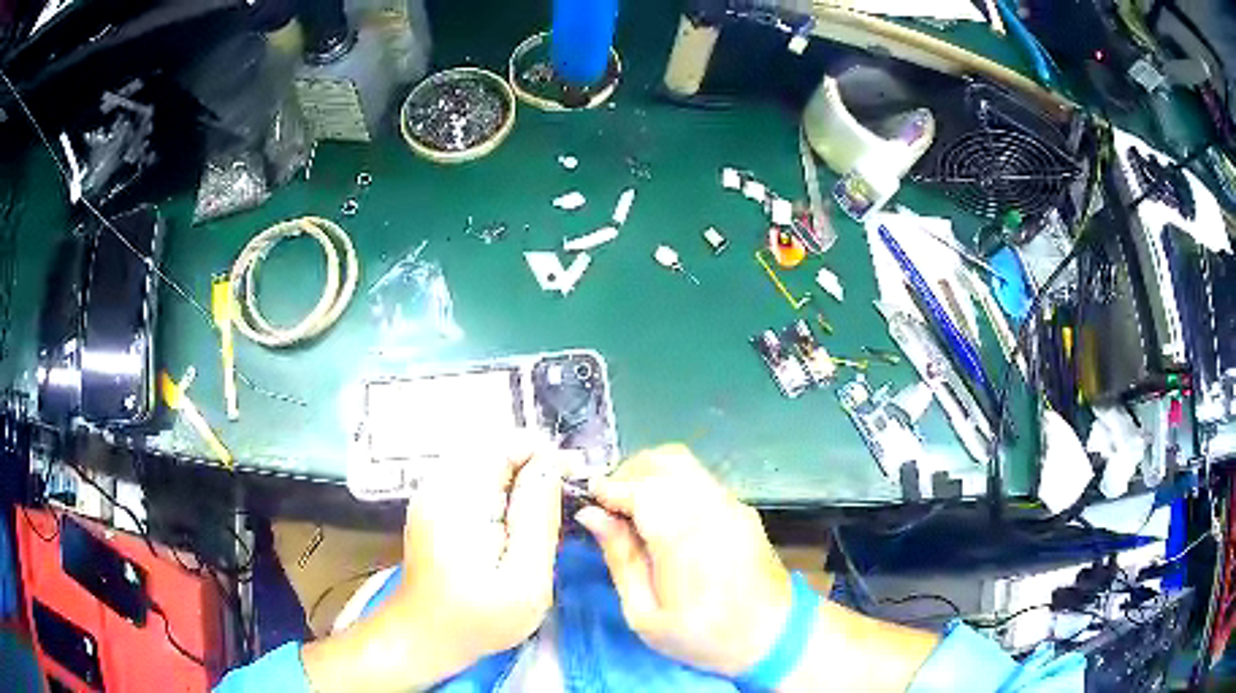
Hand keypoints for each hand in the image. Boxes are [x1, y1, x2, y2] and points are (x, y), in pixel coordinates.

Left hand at [302, 438, 563, 691]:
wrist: (425, 635)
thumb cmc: (479, 618)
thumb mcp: (525, 579)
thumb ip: (538, 518)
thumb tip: (552, 464)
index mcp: (460, 497)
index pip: (507, 443)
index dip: (546, 455)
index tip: (574, 481)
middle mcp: (439, 483)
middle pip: (496, 449)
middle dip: (535, 467)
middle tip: (563, 502)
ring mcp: (431, 492)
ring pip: (486, 462)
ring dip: (519, 478)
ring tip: (543, 514)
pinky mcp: (432, 504)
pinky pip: (474, 479)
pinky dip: (501, 490)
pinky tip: (515, 521)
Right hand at [576, 445, 791, 676]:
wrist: (773, 637)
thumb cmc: (703, 636)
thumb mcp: (646, 614)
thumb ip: (620, 559)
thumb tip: (591, 515)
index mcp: (685, 538)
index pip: (641, 488)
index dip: (609, 488)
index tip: (588, 499)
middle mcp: (712, 509)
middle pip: (664, 461)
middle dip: (628, 473)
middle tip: (608, 504)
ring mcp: (732, 505)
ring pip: (684, 463)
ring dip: (650, 474)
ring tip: (632, 507)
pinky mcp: (742, 509)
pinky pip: (700, 479)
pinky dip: (672, 482)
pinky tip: (662, 514)